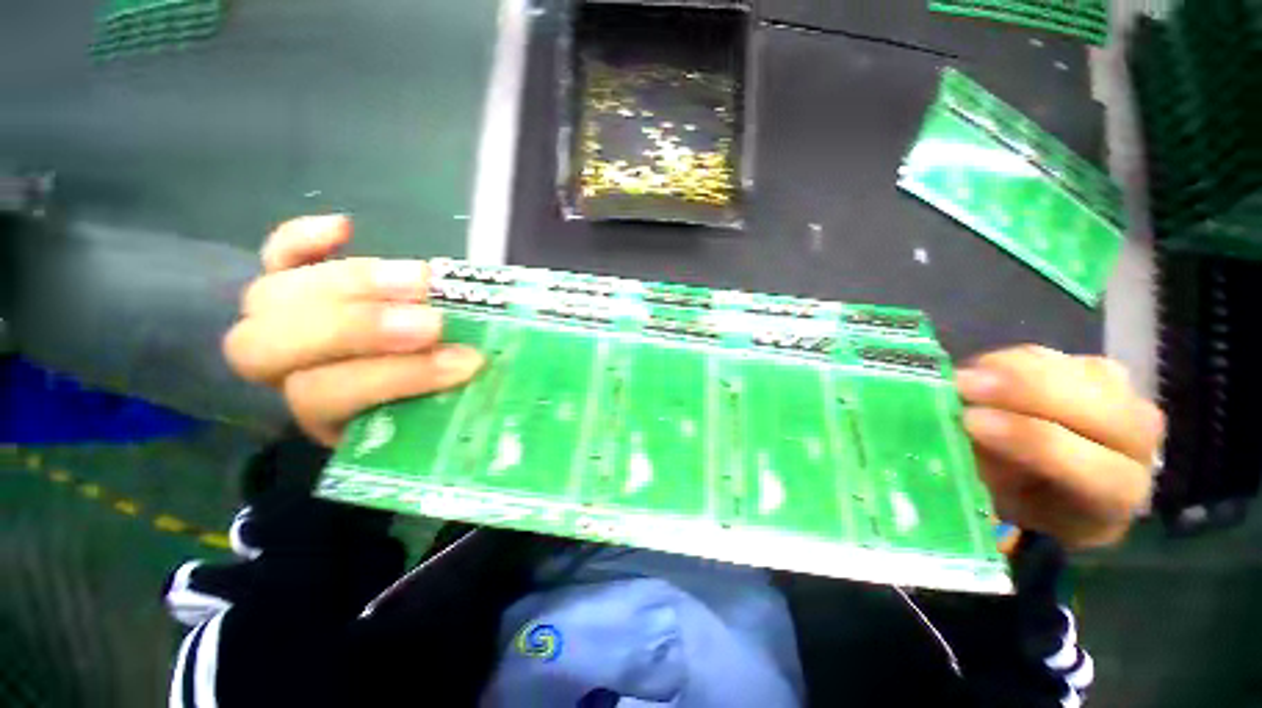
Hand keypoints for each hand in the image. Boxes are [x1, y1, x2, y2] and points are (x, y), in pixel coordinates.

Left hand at [222, 215, 484, 445]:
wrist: (383, 392)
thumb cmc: (416, 408)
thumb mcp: (426, 419)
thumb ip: (446, 401)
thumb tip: (491, 374)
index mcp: (318, 413)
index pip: (329, 395)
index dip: (395, 376)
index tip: (465, 363)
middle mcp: (283, 373)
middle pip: (277, 346)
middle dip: (361, 329)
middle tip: (435, 320)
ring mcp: (278, 326)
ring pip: (272, 297)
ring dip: (352, 283)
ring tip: (422, 277)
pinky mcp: (284, 288)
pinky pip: (269, 257)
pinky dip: (299, 239)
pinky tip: (344, 228)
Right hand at [956, 346, 1164, 549]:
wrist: (1058, 478)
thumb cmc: (1027, 499)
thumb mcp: (1007, 502)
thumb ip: (994, 472)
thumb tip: (958, 433)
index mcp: (1119, 495)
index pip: (1091, 467)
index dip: (1028, 440)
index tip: (969, 421)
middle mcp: (1138, 445)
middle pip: (1095, 407)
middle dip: (1021, 390)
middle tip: (960, 384)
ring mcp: (1125, 398)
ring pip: (1070, 372)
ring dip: (1009, 371)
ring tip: (961, 379)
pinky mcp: (1100, 368)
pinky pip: (1053, 355)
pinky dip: (1008, 361)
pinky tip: (980, 374)